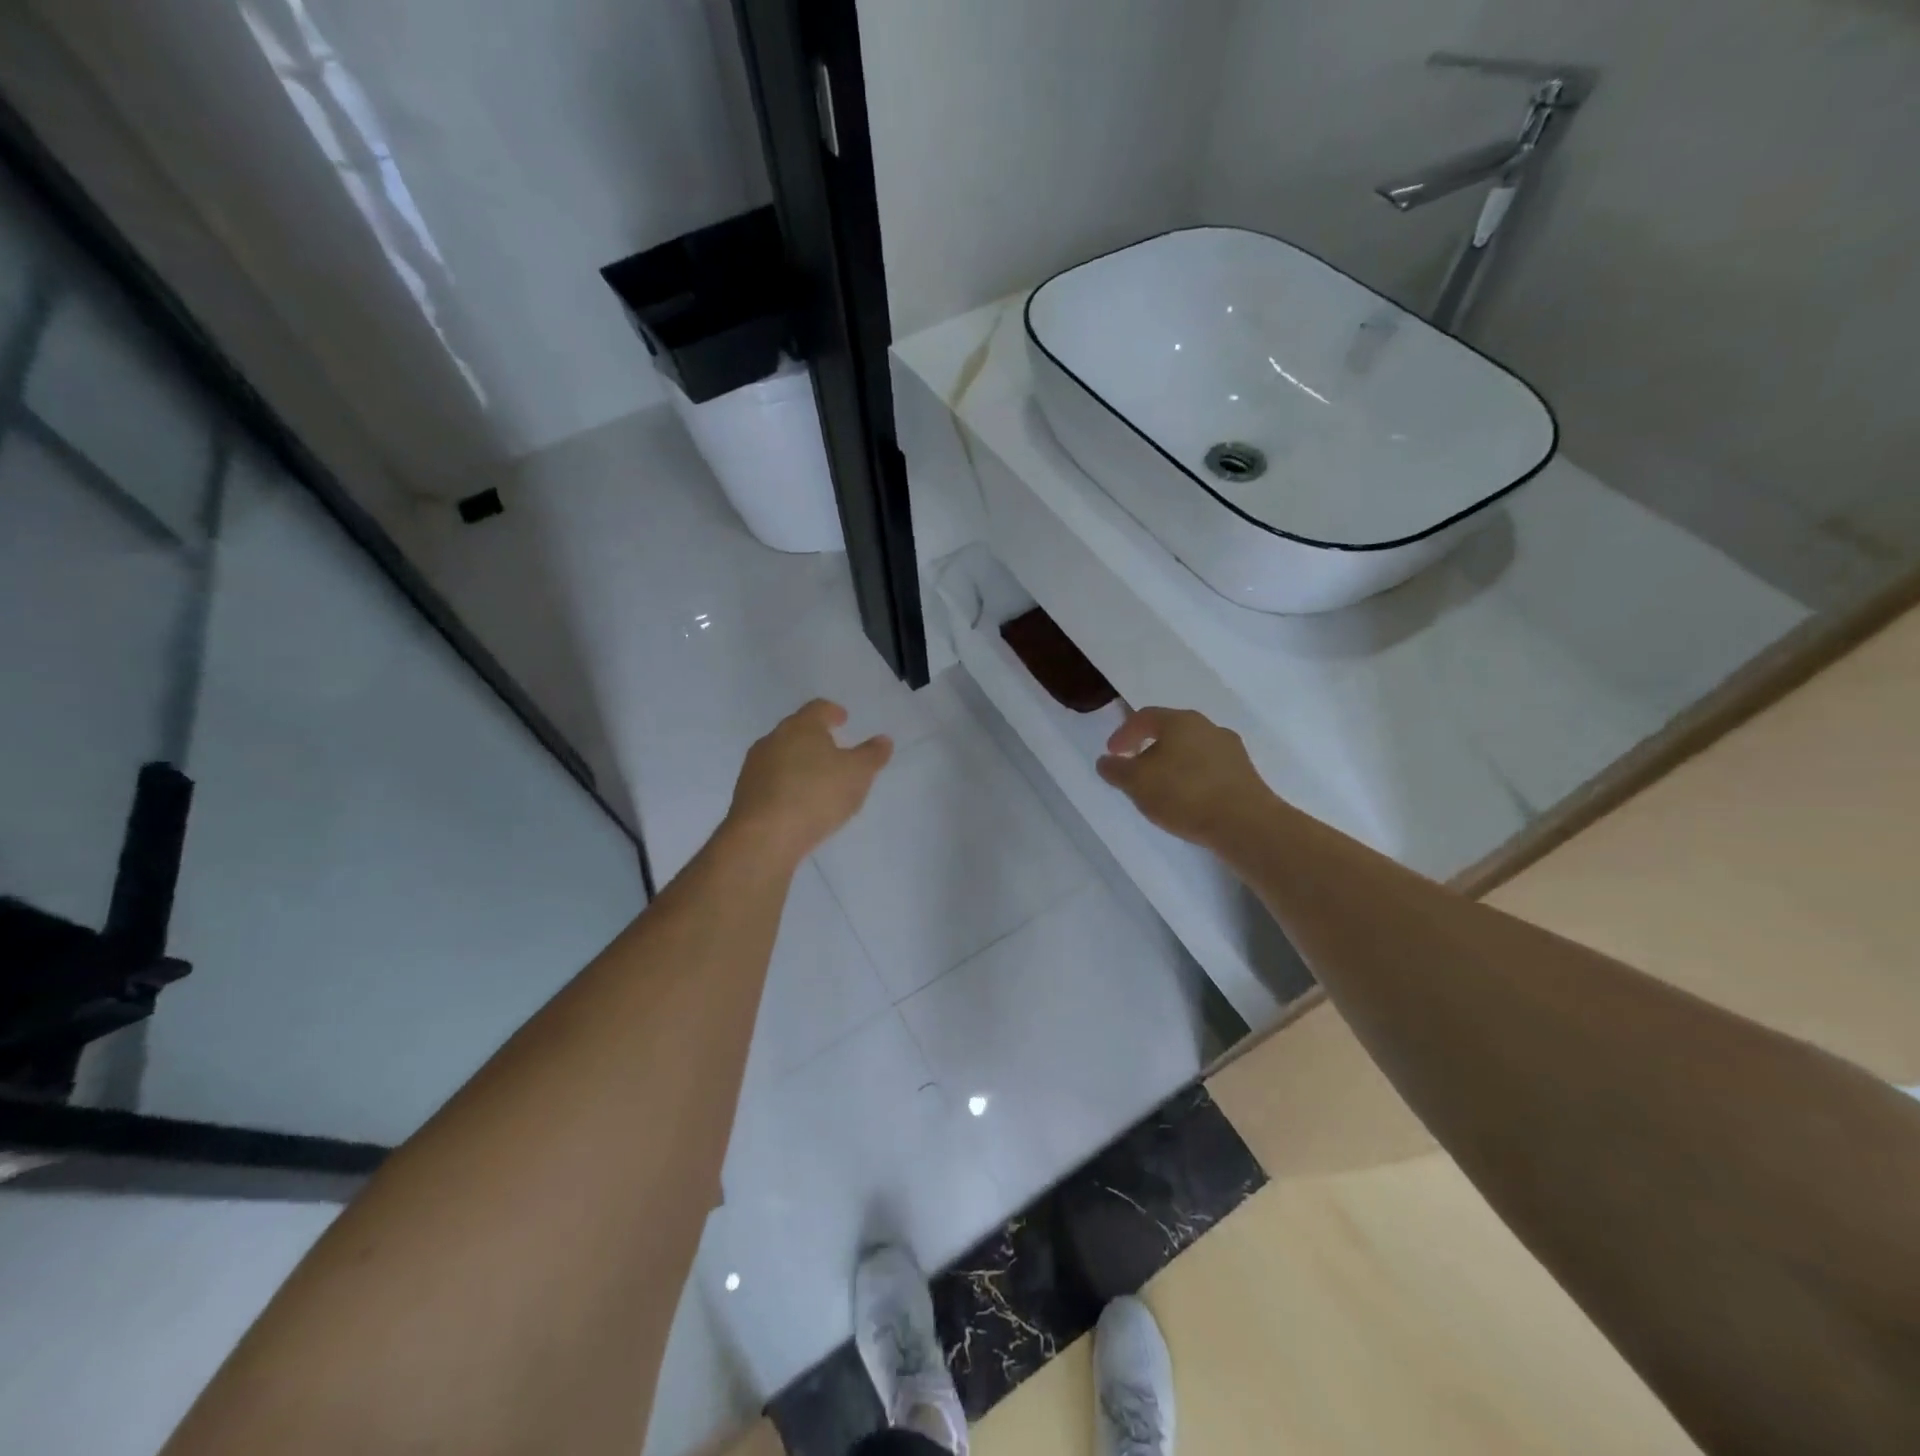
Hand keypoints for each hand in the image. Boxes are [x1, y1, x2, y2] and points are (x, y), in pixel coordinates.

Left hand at [725, 699, 892, 864]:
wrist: (764, 836)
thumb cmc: (817, 794)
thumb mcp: (858, 774)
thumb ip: (872, 755)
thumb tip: (883, 740)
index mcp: (801, 726)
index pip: (818, 708)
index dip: (832, 712)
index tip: (843, 719)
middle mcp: (773, 739)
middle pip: (797, 730)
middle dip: (815, 738)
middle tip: (834, 750)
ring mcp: (755, 766)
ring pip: (781, 755)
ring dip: (799, 762)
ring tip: (817, 779)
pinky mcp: (744, 793)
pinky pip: (771, 781)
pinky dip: (786, 784)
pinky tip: (798, 802)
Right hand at [1096, 706, 1275, 847]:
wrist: (1245, 824)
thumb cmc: (1184, 794)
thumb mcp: (1136, 783)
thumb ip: (1116, 770)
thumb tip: (1106, 761)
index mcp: (1180, 721)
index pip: (1145, 717)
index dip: (1124, 733)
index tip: (1112, 754)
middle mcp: (1208, 727)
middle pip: (1171, 731)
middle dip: (1149, 748)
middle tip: (1135, 769)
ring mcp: (1231, 750)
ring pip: (1192, 750)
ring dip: (1172, 764)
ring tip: (1161, 788)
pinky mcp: (1245, 773)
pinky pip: (1209, 769)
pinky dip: (1192, 778)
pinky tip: (1187, 800)